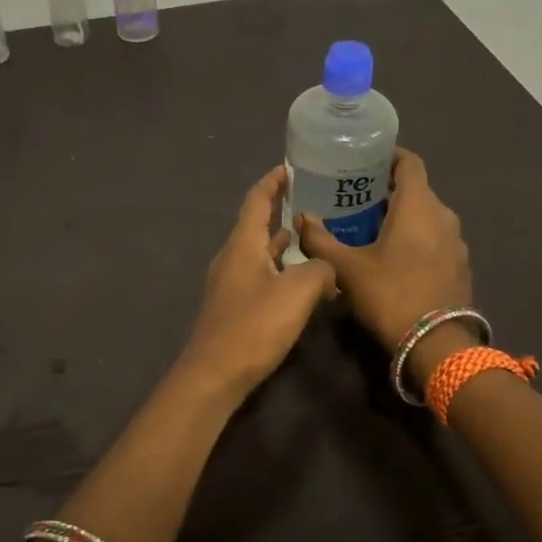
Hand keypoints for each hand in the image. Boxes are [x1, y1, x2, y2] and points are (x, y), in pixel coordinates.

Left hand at [178, 166, 337, 398]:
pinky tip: (305, 283)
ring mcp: (231, 284)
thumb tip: (326, 268)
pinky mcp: (235, 307)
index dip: (274, 181)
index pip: (257, 200)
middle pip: (258, 225)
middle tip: (317, 203)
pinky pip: (263, 277)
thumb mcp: (297, 292)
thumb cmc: (253, 326)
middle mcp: (233, 258)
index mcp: (243, 245)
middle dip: (284, 211)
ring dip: (286, 244)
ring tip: (317, 239)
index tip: (292, 167)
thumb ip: (319, 269)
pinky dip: (283, 271)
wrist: (214, 375)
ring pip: (262, 254)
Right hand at [297, 149, 470, 352]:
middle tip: (355, 200)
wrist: (436, 344)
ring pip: (427, 216)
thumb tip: (301, 219)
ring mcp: (456, 242)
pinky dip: (416, 238)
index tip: (365, 161)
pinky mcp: (460, 266)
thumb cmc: (390, 294)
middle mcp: (443, 215)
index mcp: (418, 205)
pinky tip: (394, 257)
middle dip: (388, 191)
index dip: (389, 156)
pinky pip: (435, 239)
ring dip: (402, 217)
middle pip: (416, 190)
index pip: (409, 162)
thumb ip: (320, 240)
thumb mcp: (346, 268)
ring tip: (371, 229)